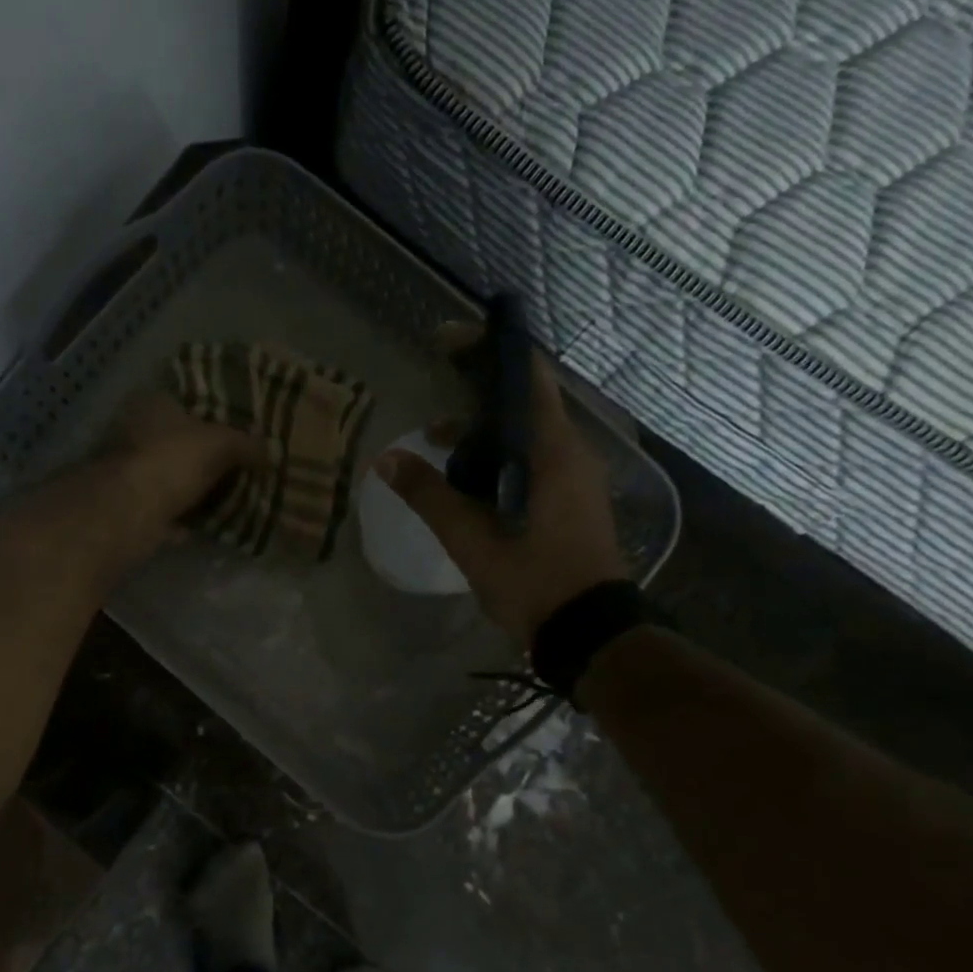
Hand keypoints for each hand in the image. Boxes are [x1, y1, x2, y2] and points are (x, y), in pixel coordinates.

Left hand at [99, 387, 257, 525]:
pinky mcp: (133, 504)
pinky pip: (171, 507)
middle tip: (244, 464)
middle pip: (182, 439)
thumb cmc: (173, 460)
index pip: (190, 398)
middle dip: (209, 454)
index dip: (217, 411)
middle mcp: (138, 431)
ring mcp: (133, 470)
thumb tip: (269, 452)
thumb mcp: (221, 443)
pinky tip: (213, 521)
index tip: (242, 428)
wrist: (130, 512)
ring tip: (235, 494)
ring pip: (176, 475)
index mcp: (155, 403)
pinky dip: (189, 514)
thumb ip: (246, 444)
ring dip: (199, 486)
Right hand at [374, 352, 627, 645]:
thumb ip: (428, 494)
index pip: (526, 376)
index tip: (447, 341)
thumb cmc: (531, 577)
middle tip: (434, 387)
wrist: (586, 630)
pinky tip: (464, 481)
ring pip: (524, 436)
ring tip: (436, 442)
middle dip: (476, 391)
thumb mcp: (470, 537)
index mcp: (552, 451)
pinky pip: (530, 461)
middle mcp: (569, 454)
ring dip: (482, 431)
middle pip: (523, 402)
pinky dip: (496, 457)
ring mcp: (573, 480)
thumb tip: (386, 460)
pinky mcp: (569, 503)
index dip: (488, 348)